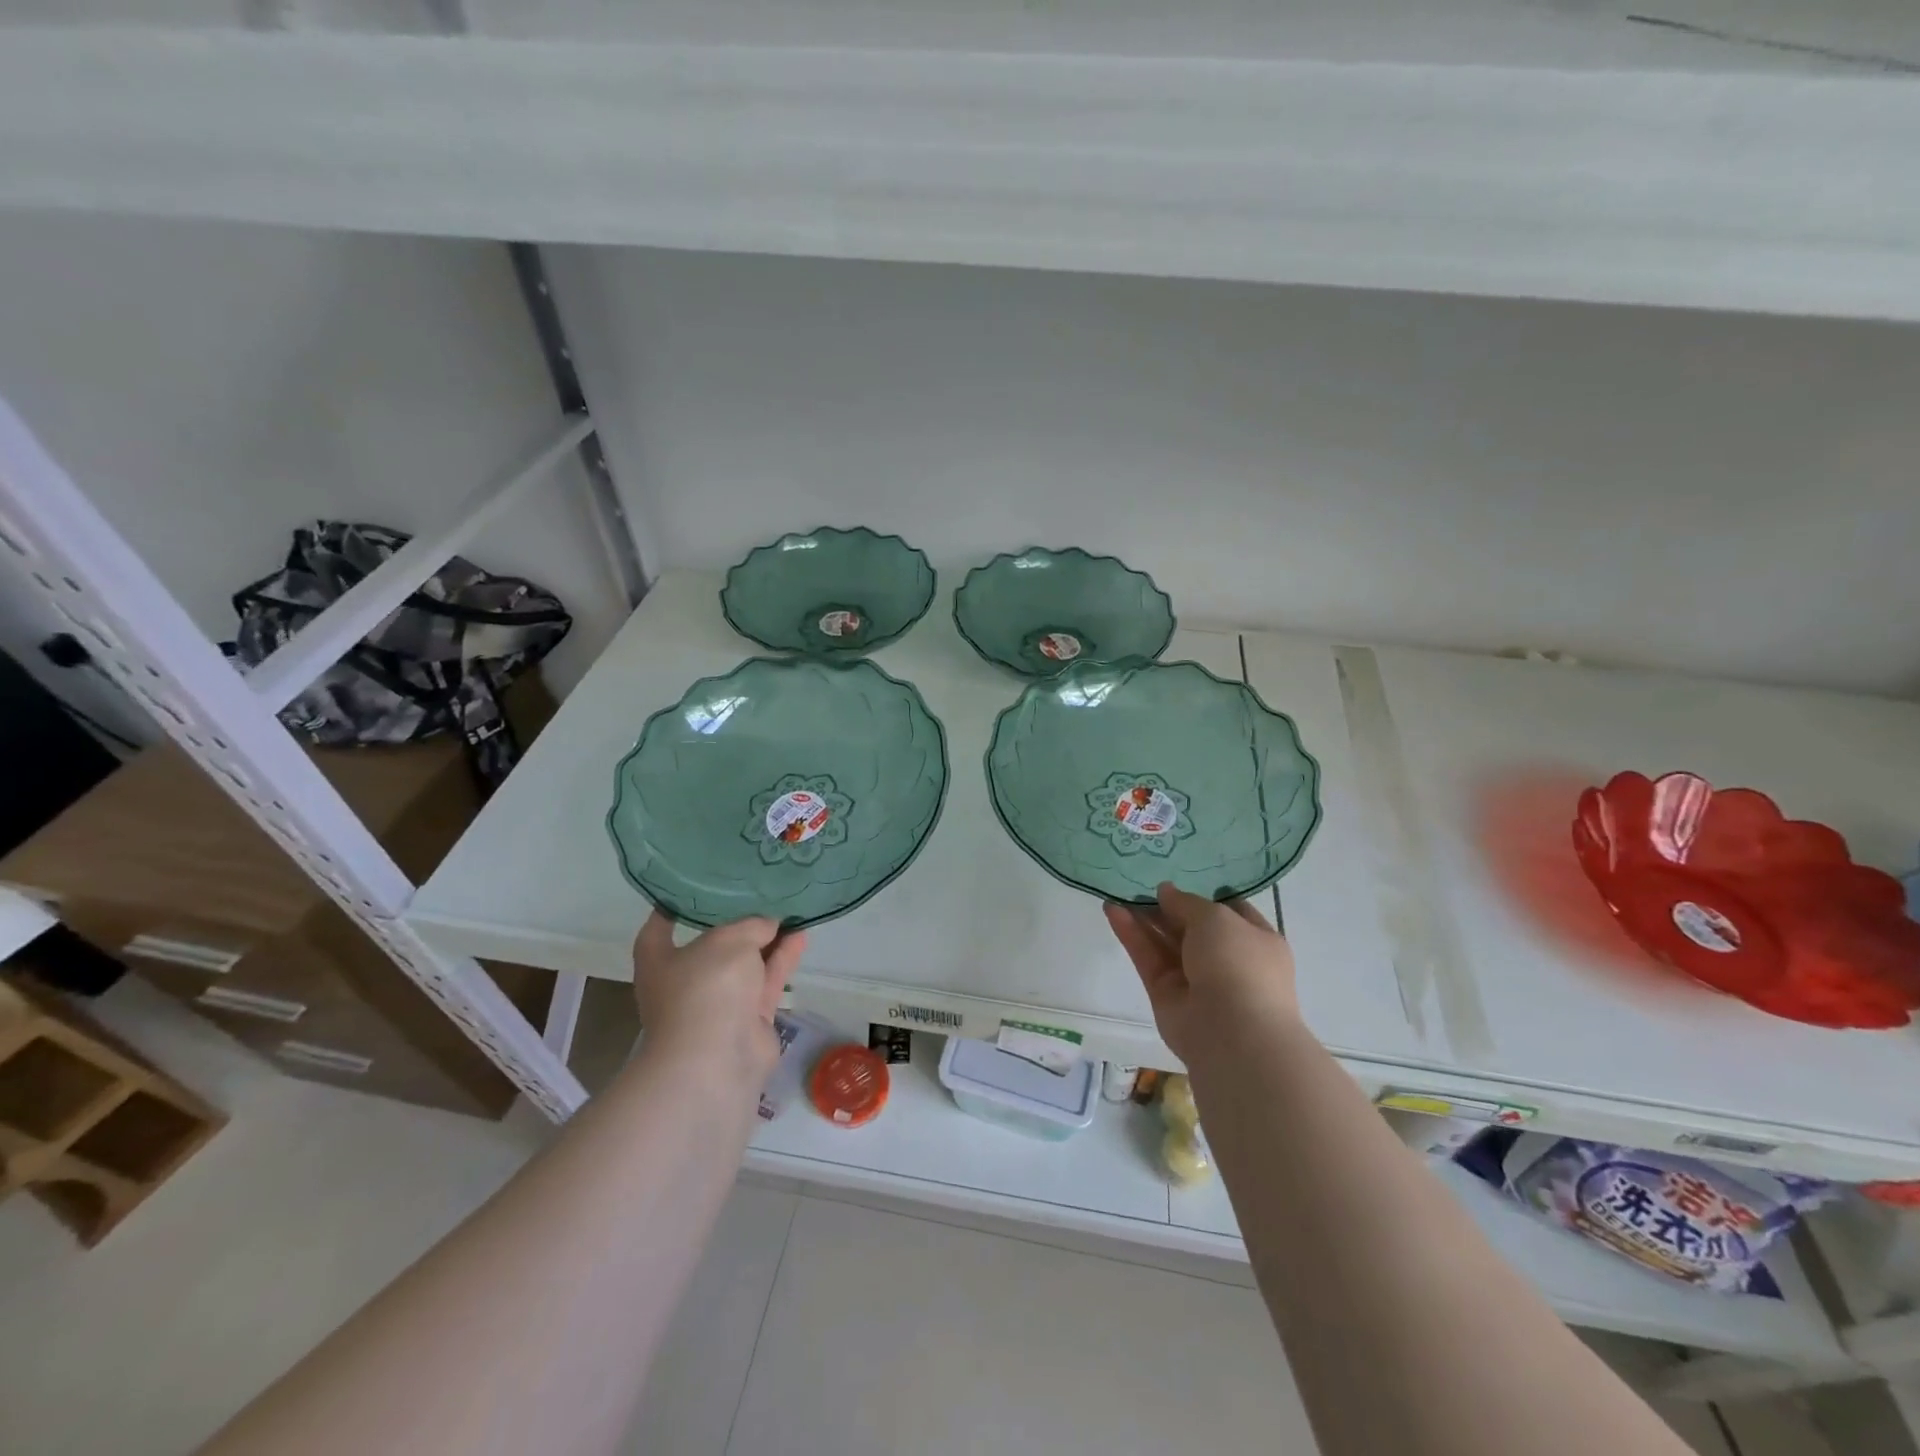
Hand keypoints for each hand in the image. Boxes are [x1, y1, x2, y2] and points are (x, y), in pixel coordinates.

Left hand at [632, 912, 806, 1079]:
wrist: (717, 1060)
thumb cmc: (705, 990)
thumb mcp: (729, 941)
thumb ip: (751, 926)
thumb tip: (767, 925)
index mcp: (660, 962)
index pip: (658, 931)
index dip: (671, 910)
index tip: (688, 891)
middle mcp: (685, 982)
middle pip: (712, 947)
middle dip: (735, 925)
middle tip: (758, 896)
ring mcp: (719, 1003)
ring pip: (746, 964)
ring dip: (767, 941)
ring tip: (790, 911)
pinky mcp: (749, 1019)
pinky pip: (766, 981)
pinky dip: (782, 959)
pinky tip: (801, 935)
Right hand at [1104, 882, 1298, 1064]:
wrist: (1232, 1032)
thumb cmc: (1238, 963)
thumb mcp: (1216, 917)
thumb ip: (1187, 902)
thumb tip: (1165, 891)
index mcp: (1255, 940)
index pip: (1230, 911)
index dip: (1205, 895)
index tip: (1180, 878)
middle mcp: (1227, 960)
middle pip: (1191, 927)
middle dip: (1167, 906)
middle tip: (1139, 884)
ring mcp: (1196, 979)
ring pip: (1165, 942)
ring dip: (1143, 918)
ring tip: (1117, 892)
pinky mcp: (1166, 994)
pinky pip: (1148, 958)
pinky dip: (1131, 935)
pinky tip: (1112, 910)